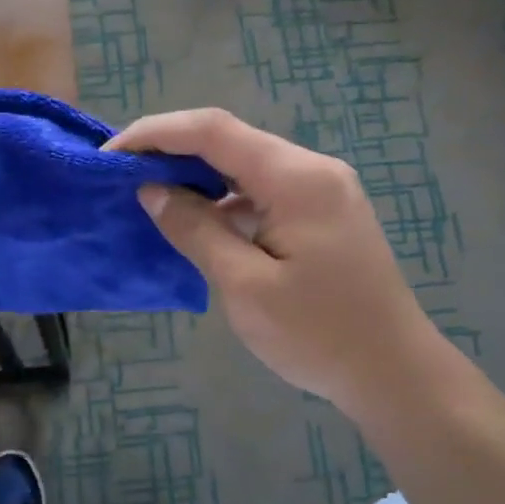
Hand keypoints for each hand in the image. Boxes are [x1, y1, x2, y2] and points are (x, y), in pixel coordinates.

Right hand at [106, 108, 435, 411]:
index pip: (213, 130)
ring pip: (247, 166)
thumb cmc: (318, 335)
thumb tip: (152, 190)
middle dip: (173, 152)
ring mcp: (323, 191)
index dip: (156, 133)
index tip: (110, 155)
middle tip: (123, 178)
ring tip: (151, 198)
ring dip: (199, 177)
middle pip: (231, 141)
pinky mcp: (324, 215)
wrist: (393, 372)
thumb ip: (196, 230)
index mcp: (296, 178)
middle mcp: (313, 170)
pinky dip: (226, 201)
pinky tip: (199, 223)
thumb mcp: (245, 286)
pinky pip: (265, 192)